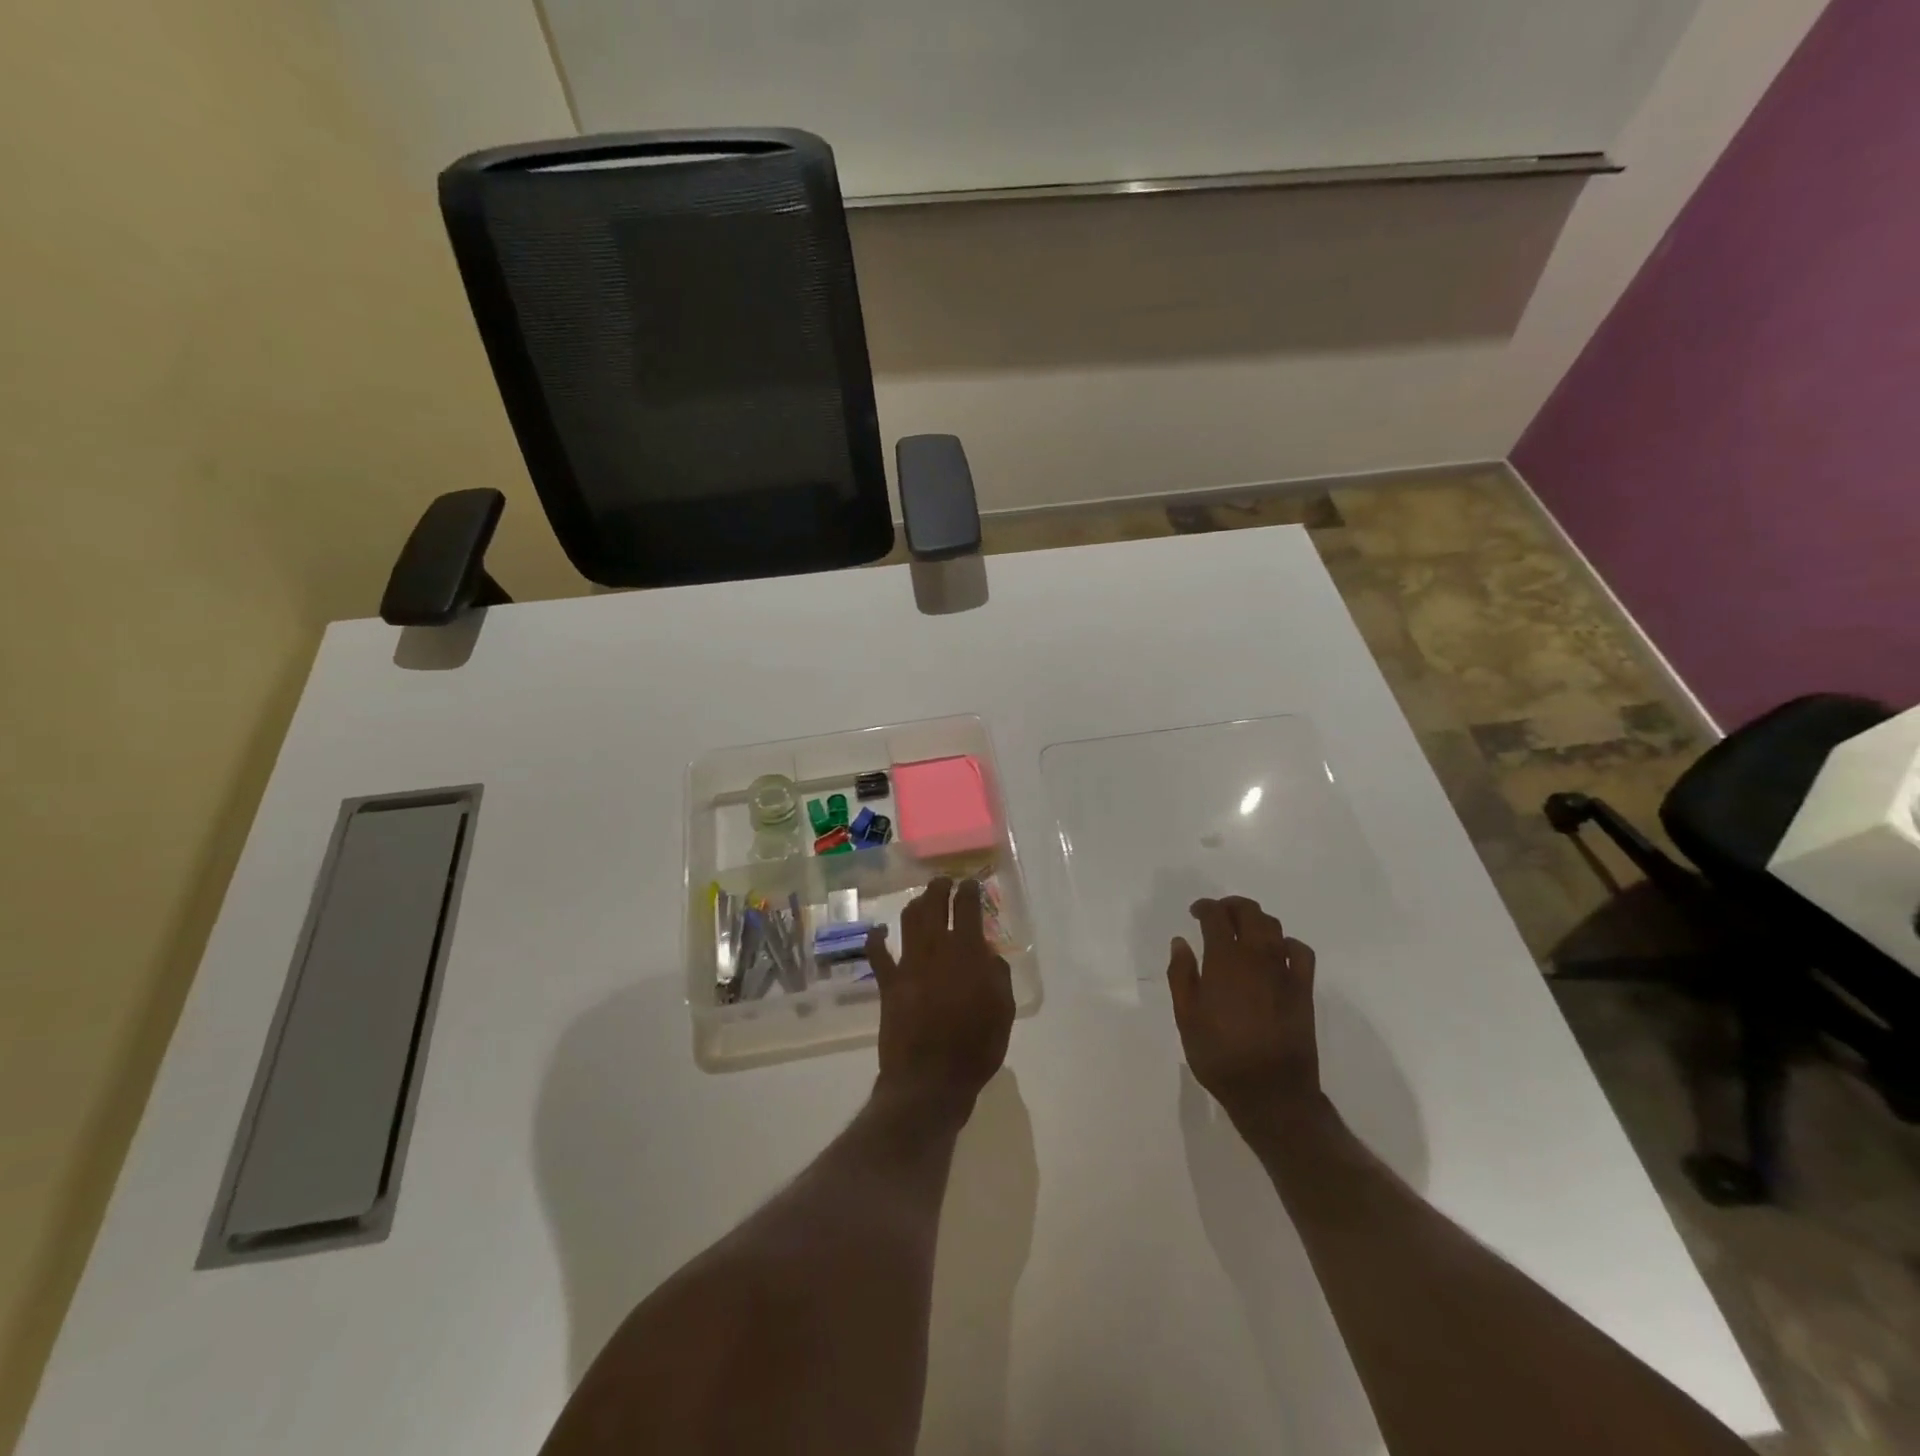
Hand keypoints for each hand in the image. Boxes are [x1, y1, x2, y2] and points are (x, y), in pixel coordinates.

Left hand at [868, 877, 1014, 1113]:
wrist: (930, 1079)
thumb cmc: (976, 1046)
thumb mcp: (1003, 1010)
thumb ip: (997, 975)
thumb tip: (987, 954)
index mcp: (966, 952)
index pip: (967, 908)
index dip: (969, 892)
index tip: (970, 884)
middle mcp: (935, 949)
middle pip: (933, 906)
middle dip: (939, 889)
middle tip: (943, 883)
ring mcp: (908, 964)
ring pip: (909, 921)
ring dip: (915, 906)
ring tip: (921, 901)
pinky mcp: (888, 984)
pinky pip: (878, 954)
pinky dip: (877, 939)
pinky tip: (879, 932)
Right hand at [1168, 896, 1321, 1127]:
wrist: (1271, 1092)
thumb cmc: (1219, 1055)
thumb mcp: (1186, 1017)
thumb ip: (1181, 974)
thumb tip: (1181, 942)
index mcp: (1224, 960)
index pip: (1216, 917)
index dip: (1205, 907)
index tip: (1195, 912)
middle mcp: (1256, 956)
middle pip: (1249, 912)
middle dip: (1231, 906)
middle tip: (1217, 915)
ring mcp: (1284, 971)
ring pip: (1274, 927)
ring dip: (1256, 920)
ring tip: (1243, 930)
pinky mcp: (1303, 989)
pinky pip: (1300, 951)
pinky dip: (1287, 943)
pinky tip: (1277, 952)